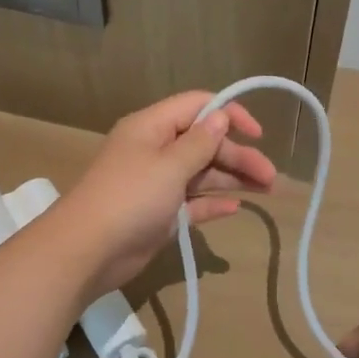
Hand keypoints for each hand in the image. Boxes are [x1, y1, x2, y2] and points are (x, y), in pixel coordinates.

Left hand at [58, 91, 275, 298]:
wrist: (87, 251)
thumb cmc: (130, 198)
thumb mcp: (169, 165)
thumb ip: (200, 142)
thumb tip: (221, 116)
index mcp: (152, 127)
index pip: (197, 106)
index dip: (229, 114)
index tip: (257, 133)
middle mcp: (156, 150)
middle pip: (205, 143)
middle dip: (238, 156)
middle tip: (271, 177)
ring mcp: (157, 183)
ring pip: (202, 173)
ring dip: (232, 179)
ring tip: (267, 190)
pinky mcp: (160, 213)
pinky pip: (192, 202)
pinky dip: (213, 203)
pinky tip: (236, 208)